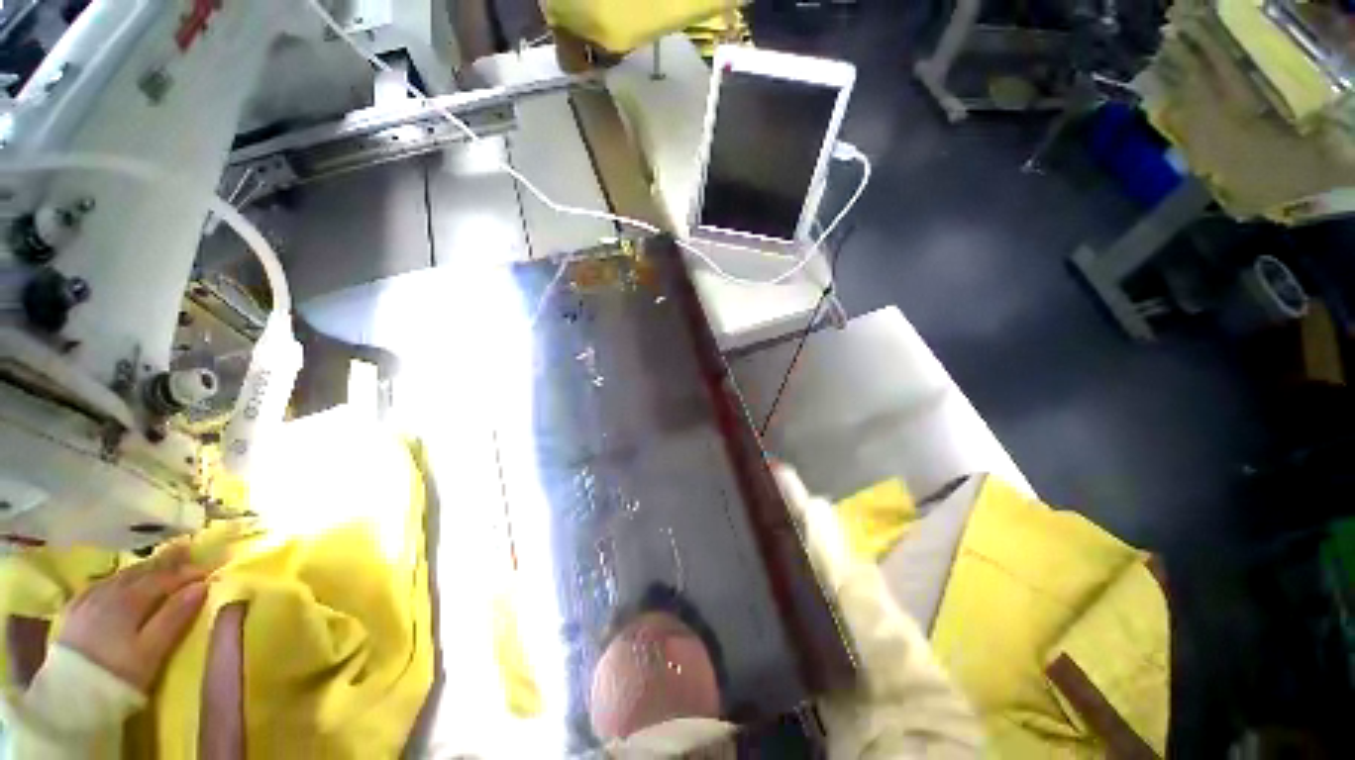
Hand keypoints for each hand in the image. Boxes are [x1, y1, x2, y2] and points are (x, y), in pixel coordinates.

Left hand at [57, 545, 209, 691]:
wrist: (71, 695)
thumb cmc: (120, 672)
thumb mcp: (152, 650)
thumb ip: (175, 617)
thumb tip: (201, 586)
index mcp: (131, 599)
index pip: (164, 579)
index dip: (187, 573)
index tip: (209, 570)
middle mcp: (110, 591)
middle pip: (141, 572)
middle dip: (164, 561)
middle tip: (186, 549)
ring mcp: (90, 599)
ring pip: (121, 576)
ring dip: (143, 568)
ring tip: (158, 561)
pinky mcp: (77, 609)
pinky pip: (101, 585)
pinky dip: (119, 578)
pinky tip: (120, 579)